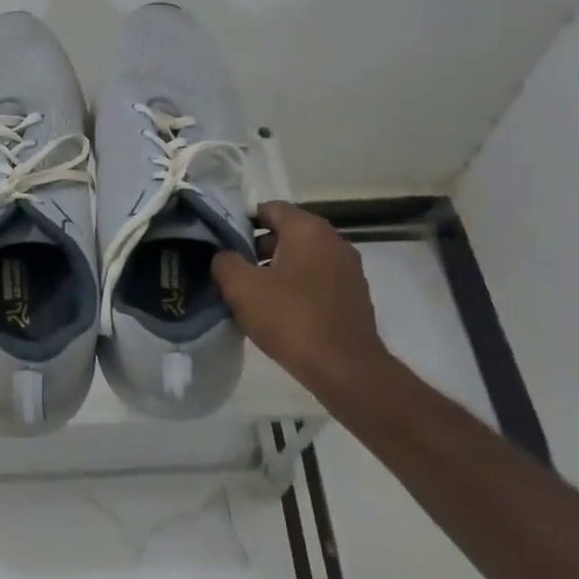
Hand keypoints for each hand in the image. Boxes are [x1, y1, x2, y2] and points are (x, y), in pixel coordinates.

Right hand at [212, 201, 389, 405]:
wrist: (346, 370)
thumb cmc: (291, 319)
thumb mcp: (241, 288)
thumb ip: (224, 262)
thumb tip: (225, 256)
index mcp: (308, 229)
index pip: (269, 208)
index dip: (242, 222)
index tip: (223, 244)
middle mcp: (333, 241)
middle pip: (286, 232)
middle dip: (258, 248)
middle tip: (234, 272)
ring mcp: (349, 269)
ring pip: (302, 258)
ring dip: (277, 270)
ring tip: (254, 295)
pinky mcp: (354, 296)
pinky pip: (317, 280)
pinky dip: (298, 287)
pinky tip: (281, 312)